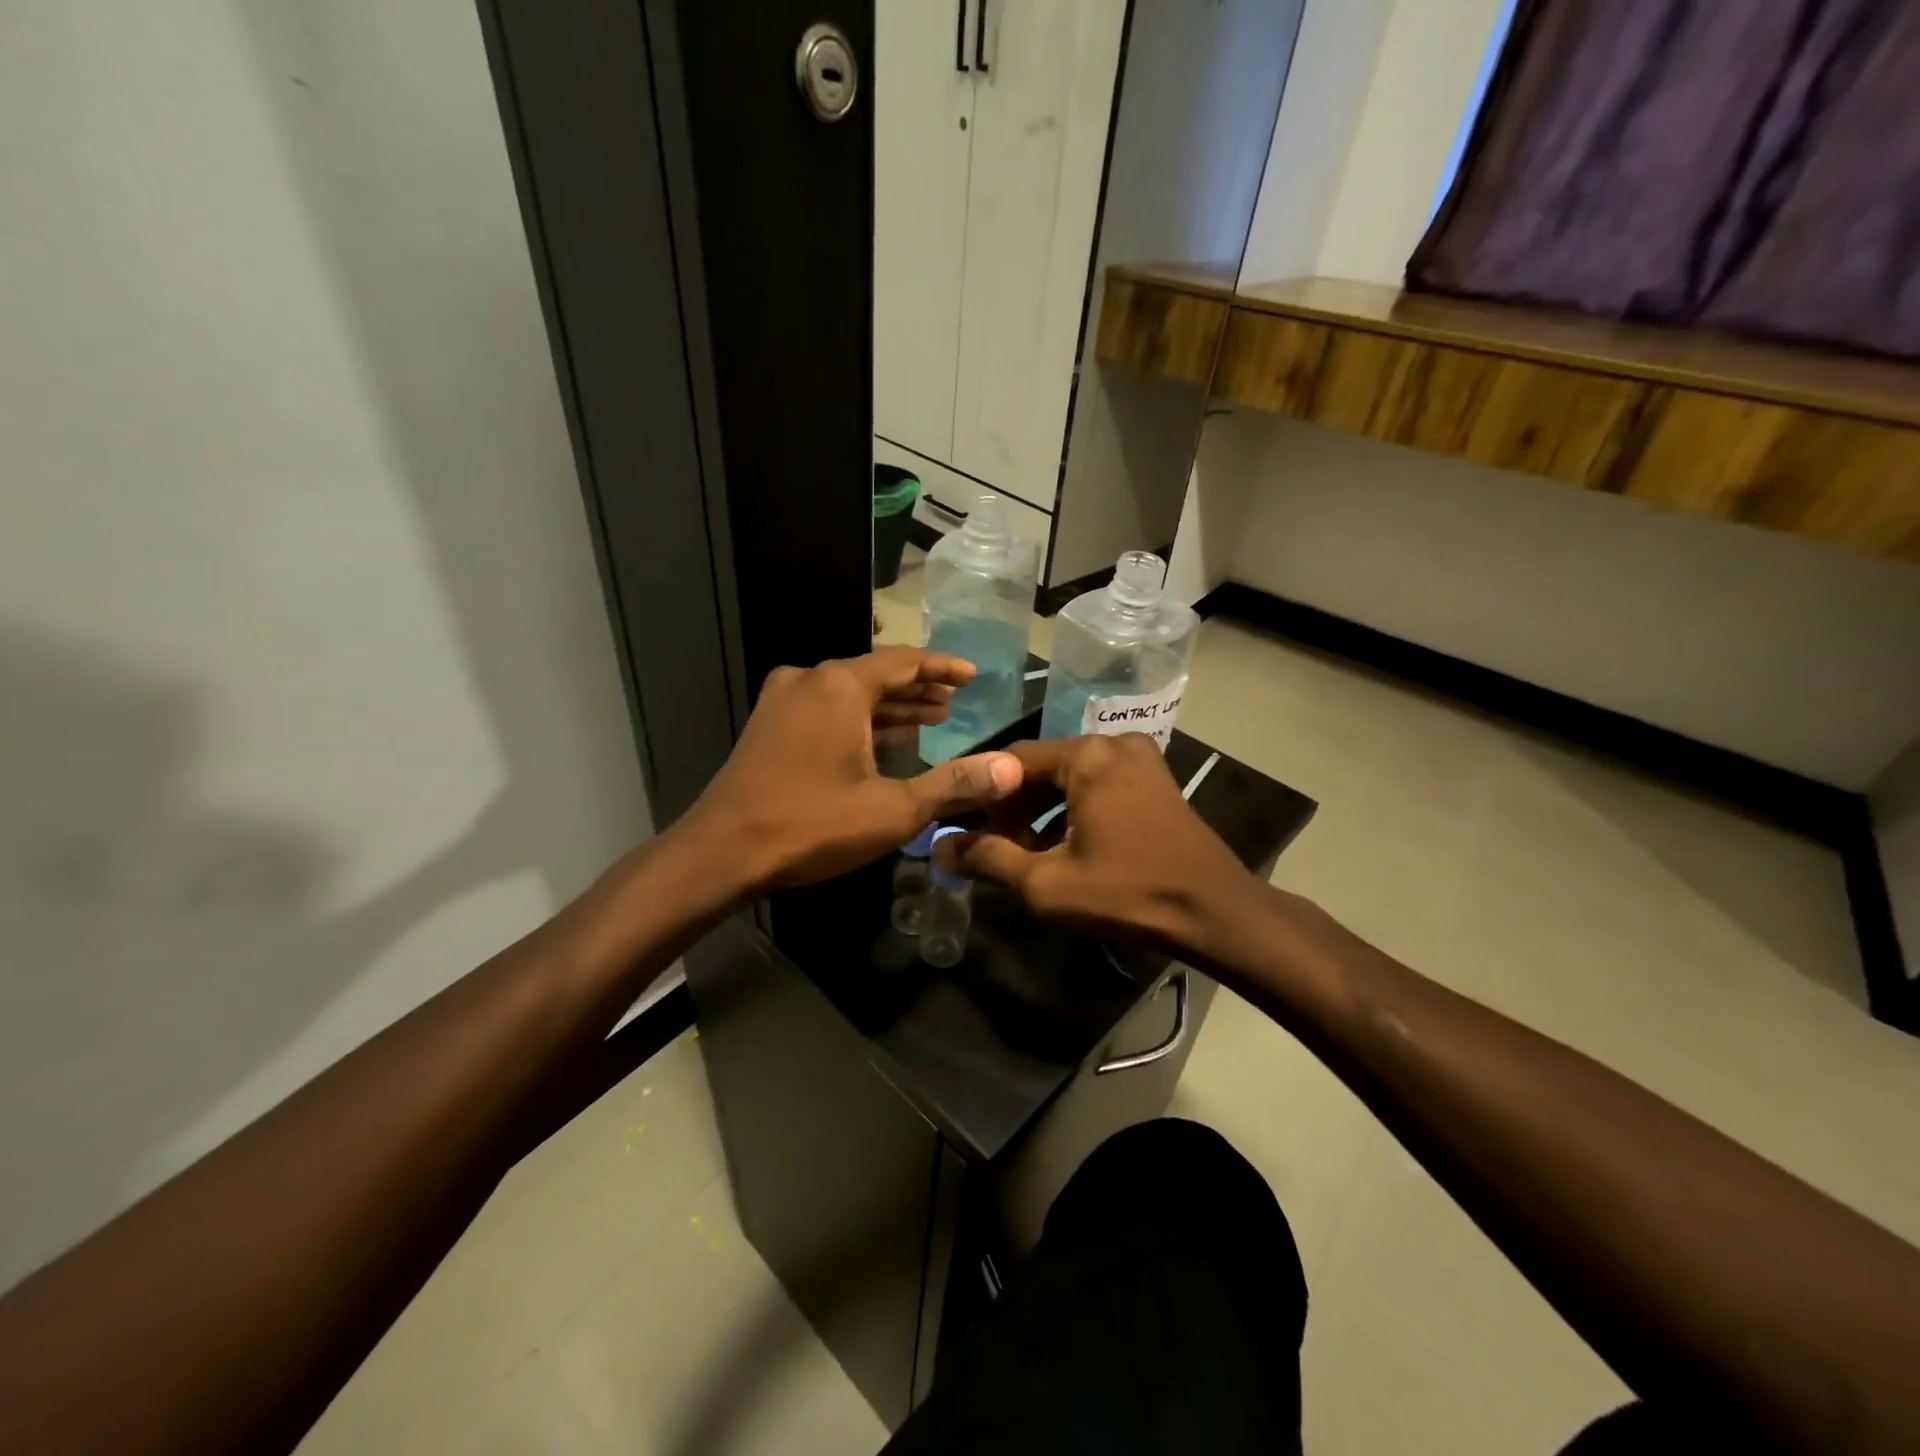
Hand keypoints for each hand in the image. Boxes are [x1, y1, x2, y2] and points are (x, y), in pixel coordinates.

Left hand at [680, 647, 1023, 892]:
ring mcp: (782, 701)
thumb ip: (953, 784)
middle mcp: (809, 680)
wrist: (721, 853)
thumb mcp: (893, 810)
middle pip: (876, 674)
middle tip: (954, 700)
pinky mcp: (768, 725)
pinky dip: (859, 719)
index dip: (943, 667)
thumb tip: (1008, 768)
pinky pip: (826, 709)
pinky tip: (880, 740)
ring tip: (930, 718)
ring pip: (849, 693)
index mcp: (840, 686)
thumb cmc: (811, 825)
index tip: (973, 674)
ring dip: (889, 706)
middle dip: (918, 688)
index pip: (904, 661)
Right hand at [937, 734, 1266, 960]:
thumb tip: (939, 849)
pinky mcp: (1154, 780)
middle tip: (992, 848)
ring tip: (1022, 855)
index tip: (961, 828)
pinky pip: (1097, 786)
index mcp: (1088, 755)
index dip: (980, 796)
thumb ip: (988, 859)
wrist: (1217, 914)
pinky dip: (1071, 812)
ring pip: (1069, 779)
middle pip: (1042, 768)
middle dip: (1012, 808)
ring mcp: (1140, 759)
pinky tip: (1061, 848)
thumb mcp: (1047, 882)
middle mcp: (1113, 743)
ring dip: (1040, 813)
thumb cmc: (1128, 893)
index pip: (1011, 762)